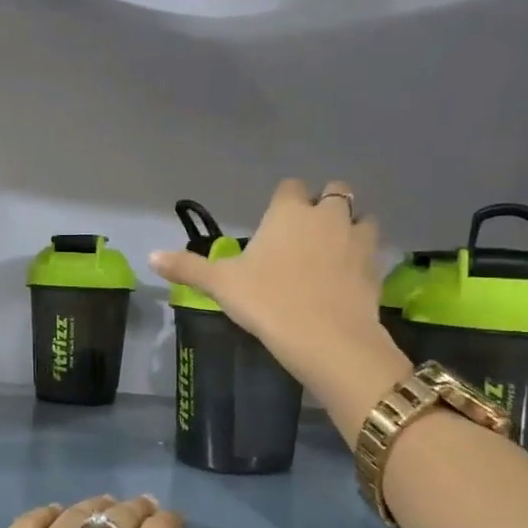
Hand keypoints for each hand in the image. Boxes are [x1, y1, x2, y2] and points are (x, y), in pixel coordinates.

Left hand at [0, 495, 262, 527]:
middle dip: (138, 512)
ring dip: (99, 508)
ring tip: (108, 509)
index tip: (175, 522)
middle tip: (145, 512)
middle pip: (119, 519)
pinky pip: (31, 519)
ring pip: (77, 514)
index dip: (170, 525)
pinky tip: (56, 516)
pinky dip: (51, 512)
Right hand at [150, 178, 410, 438]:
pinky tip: (348, 280)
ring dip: (351, 228)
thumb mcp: (222, 286)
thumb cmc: (268, 302)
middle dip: (324, 205)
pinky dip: (362, 259)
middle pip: (335, 191)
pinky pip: (372, 252)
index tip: (275, 222)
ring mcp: (357, 240)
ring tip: (334, 252)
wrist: (327, 340)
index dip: (284, 201)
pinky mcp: (376, 269)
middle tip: (307, 233)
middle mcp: (327, 216)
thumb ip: (188, 268)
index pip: (290, 187)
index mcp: (289, 212)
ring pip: (362, 218)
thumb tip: (150, 256)